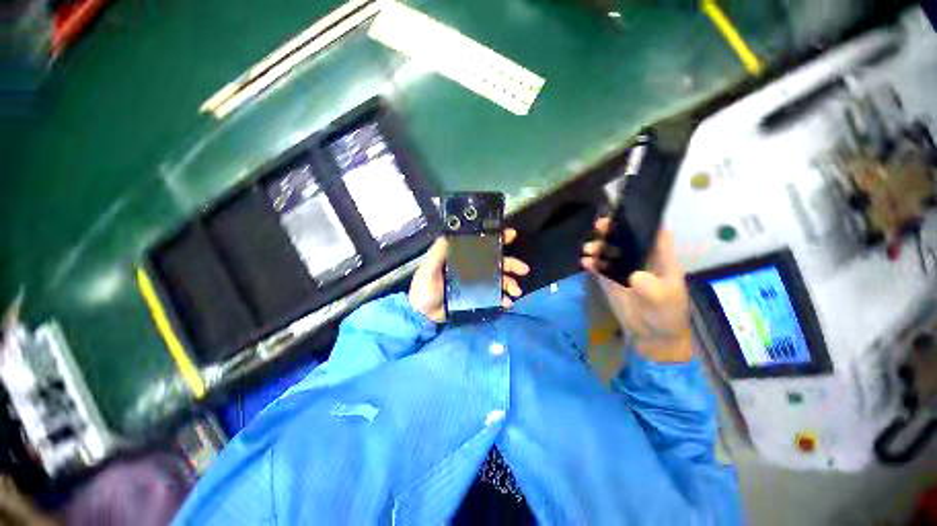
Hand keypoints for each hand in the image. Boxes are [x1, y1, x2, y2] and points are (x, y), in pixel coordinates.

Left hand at [409, 228, 530, 322]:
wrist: (421, 316)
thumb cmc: (423, 290)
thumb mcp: (428, 270)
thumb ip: (438, 254)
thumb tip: (449, 234)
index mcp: (459, 257)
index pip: (479, 244)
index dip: (496, 238)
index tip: (511, 235)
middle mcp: (469, 268)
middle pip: (494, 262)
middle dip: (511, 264)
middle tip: (524, 269)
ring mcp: (474, 284)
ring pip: (497, 279)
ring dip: (510, 283)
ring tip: (516, 291)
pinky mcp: (475, 298)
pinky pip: (493, 296)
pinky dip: (502, 298)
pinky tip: (507, 302)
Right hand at [581, 219, 692, 362]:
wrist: (658, 339)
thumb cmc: (668, 314)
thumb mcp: (664, 298)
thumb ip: (650, 286)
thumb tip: (633, 277)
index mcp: (661, 256)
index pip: (653, 229)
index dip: (642, 217)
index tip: (625, 210)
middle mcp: (643, 258)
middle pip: (628, 235)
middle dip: (614, 228)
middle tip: (599, 225)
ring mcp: (627, 270)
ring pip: (612, 250)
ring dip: (600, 246)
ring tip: (589, 249)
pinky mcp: (615, 284)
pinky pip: (601, 269)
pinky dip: (593, 264)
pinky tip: (585, 263)